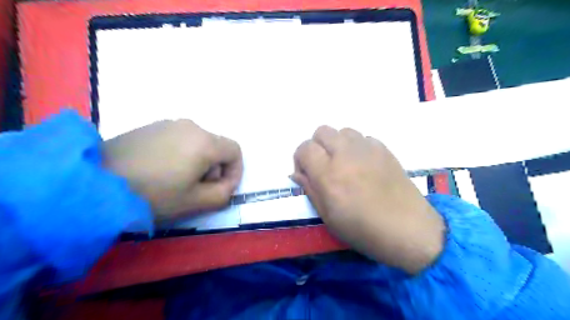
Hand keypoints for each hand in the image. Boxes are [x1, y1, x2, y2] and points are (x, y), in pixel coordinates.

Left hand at [103, 119, 240, 221]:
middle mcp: (191, 126)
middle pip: (217, 146)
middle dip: (215, 168)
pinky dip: (181, 154)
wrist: (96, 182)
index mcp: (205, 142)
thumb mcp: (196, 202)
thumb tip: (227, 184)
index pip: (235, 150)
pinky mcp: (151, 126)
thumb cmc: (153, 194)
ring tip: (177, 180)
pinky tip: (161, 170)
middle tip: (197, 188)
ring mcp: (169, 123)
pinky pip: (179, 139)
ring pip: (198, 142)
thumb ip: (223, 194)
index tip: (223, 188)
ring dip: (198, 161)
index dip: (236, 171)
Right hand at [294, 126, 444, 272]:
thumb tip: (297, 174)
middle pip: (322, 131)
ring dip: (337, 144)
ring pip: (343, 131)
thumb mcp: (328, 216)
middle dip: (317, 146)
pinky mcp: (384, 149)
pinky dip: (357, 147)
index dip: (300, 159)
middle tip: (324, 166)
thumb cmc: (363, 229)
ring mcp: (367, 149)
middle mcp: (345, 154)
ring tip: (344, 163)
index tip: (307, 174)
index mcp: (328, 173)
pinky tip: (364, 165)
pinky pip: (363, 138)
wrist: (407, 229)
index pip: (304, 148)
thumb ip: (310, 189)